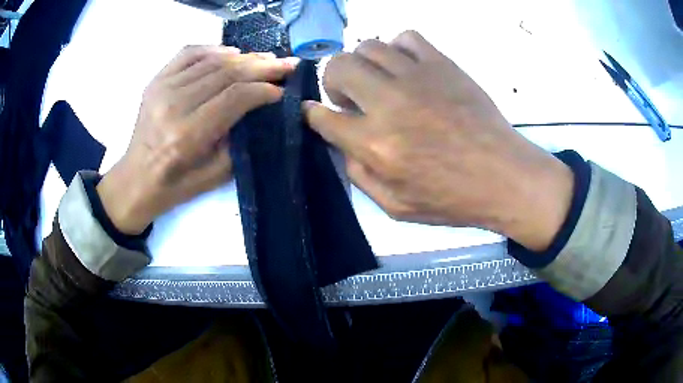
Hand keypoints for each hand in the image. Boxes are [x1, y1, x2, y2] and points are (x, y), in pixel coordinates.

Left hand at [97, 46, 297, 234]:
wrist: (135, 180)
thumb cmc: (175, 185)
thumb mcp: (214, 176)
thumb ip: (239, 141)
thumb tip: (260, 109)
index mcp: (187, 135)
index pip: (234, 97)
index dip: (263, 89)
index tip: (283, 91)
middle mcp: (173, 105)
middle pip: (226, 73)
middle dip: (262, 66)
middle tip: (287, 64)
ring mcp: (161, 88)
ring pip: (212, 60)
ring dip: (244, 57)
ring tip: (266, 58)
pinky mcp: (156, 81)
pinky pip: (189, 53)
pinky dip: (214, 48)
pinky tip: (232, 52)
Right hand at [304, 31, 572, 251]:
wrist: (504, 176)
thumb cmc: (452, 198)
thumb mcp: (396, 207)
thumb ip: (359, 175)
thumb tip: (341, 144)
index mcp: (375, 144)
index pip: (322, 116)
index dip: (312, 113)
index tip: (316, 113)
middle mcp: (389, 102)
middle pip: (338, 66)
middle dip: (333, 80)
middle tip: (351, 97)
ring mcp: (417, 77)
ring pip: (368, 46)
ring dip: (364, 63)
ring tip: (380, 81)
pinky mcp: (442, 64)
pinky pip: (407, 37)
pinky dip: (398, 48)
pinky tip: (407, 68)